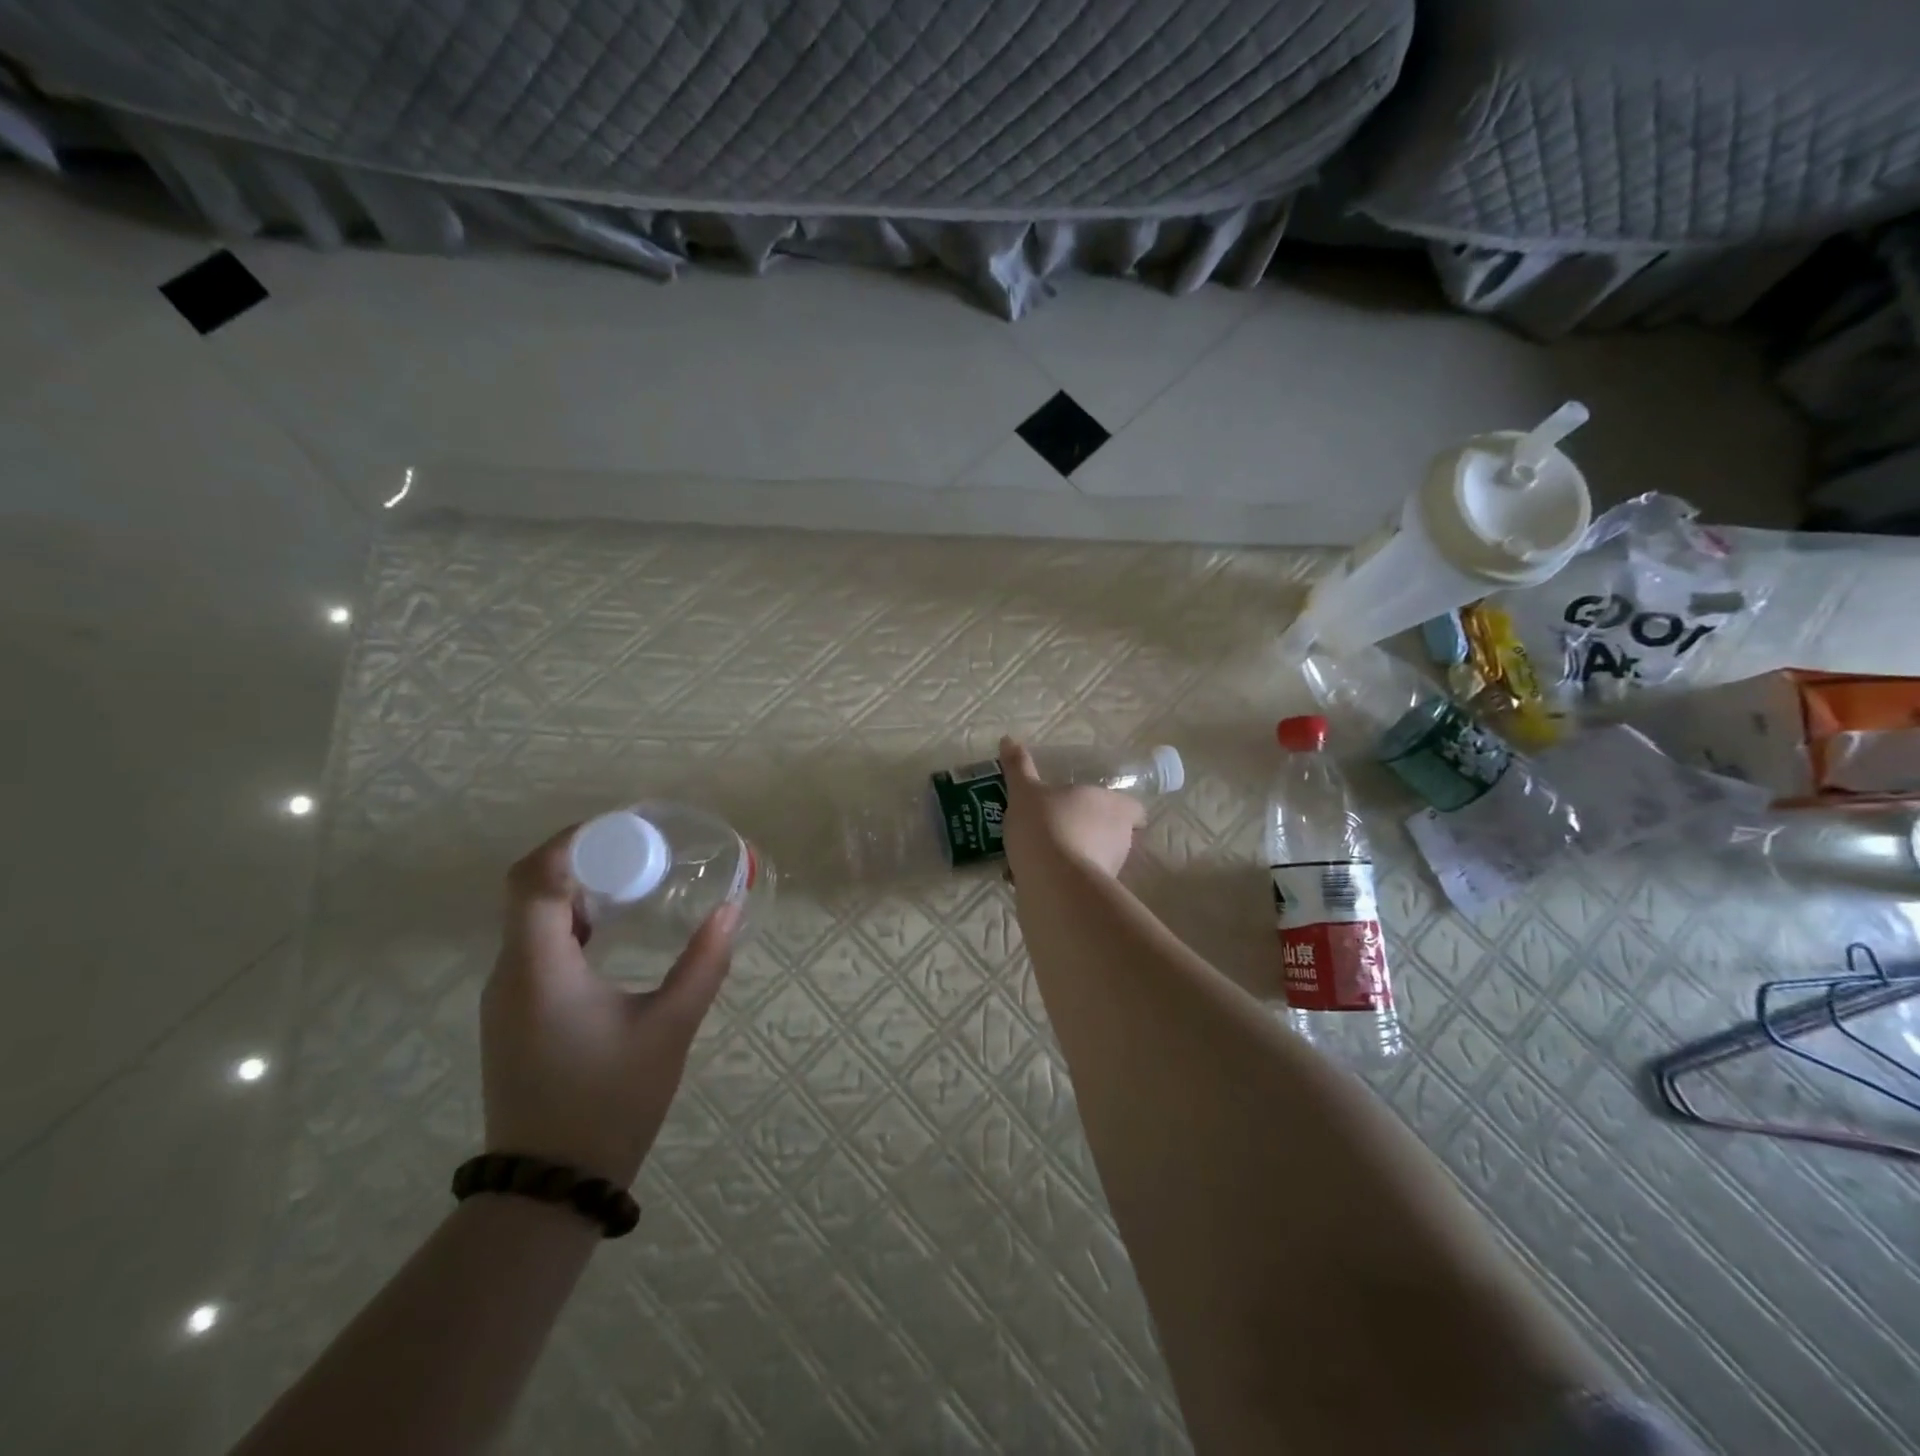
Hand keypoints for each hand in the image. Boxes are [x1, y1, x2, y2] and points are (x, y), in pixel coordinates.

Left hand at [480, 826, 736, 1187]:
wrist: (549, 1187)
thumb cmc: (609, 1102)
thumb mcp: (669, 1029)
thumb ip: (703, 964)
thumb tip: (732, 909)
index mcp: (538, 967)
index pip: (534, 877)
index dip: (574, 841)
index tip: (626, 829)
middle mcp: (510, 972)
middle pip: (528, 887)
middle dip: (582, 857)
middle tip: (639, 848)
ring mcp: (506, 994)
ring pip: (530, 915)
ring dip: (576, 887)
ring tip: (633, 878)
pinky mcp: (514, 1012)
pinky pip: (535, 943)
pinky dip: (569, 920)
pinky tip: (611, 928)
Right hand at [999, 736, 1145, 879]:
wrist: (1052, 881)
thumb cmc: (1046, 824)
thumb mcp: (1025, 792)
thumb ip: (1018, 767)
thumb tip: (1008, 739)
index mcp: (1114, 806)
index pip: (1134, 809)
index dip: (1118, 809)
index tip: (1093, 809)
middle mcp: (1122, 837)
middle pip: (1112, 833)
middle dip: (1088, 832)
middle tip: (1057, 827)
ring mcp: (1112, 869)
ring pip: (1094, 859)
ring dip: (1073, 856)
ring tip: (1038, 855)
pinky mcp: (1095, 895)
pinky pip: (1076, 881)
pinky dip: (1060, 879)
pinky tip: (1030, 877)